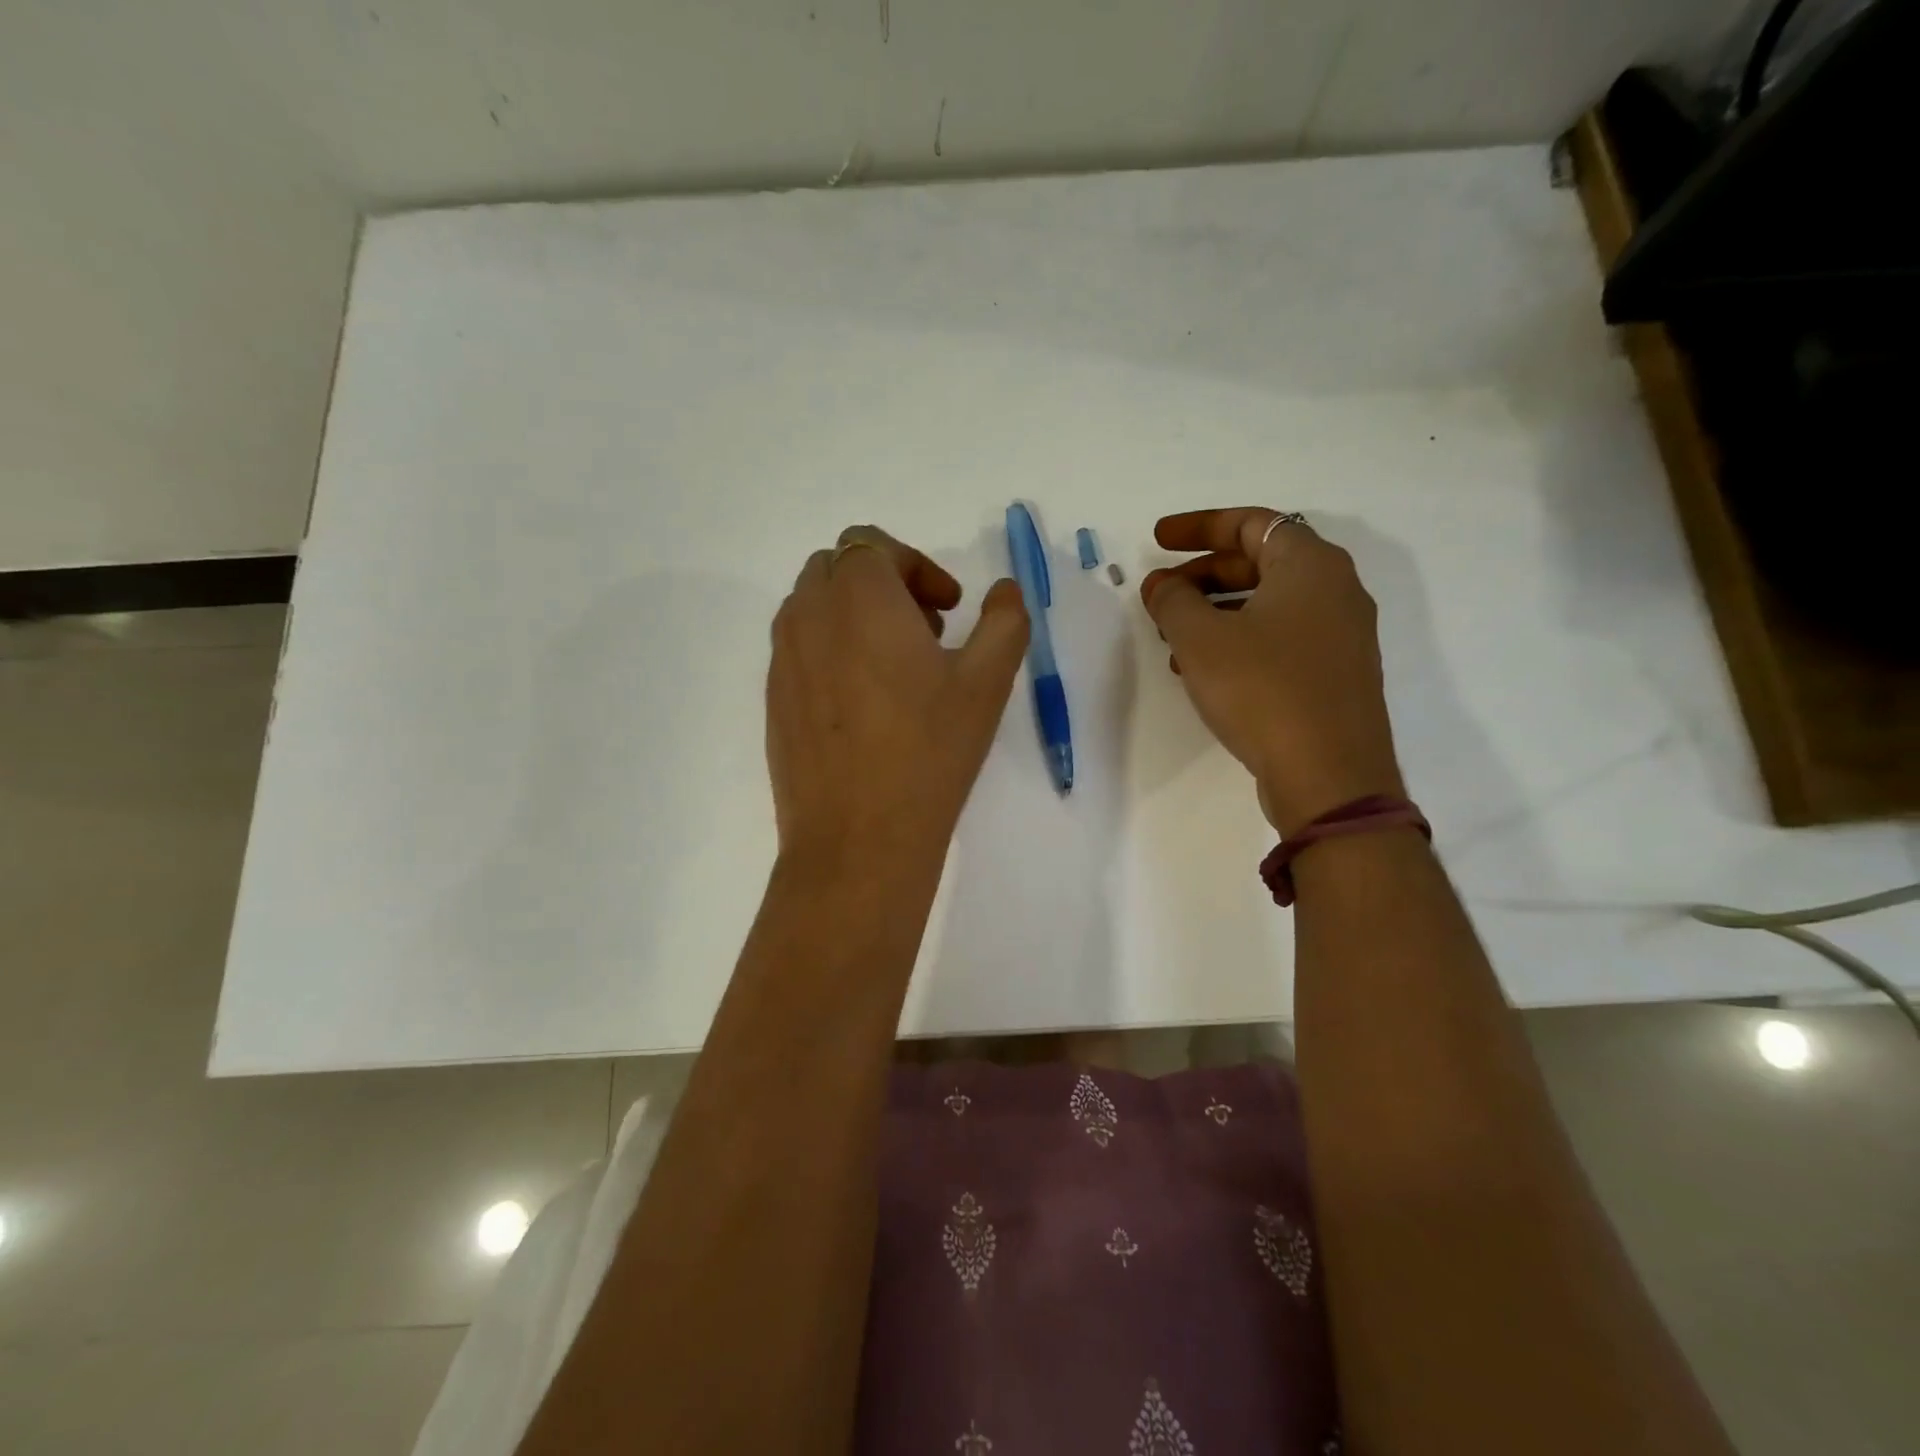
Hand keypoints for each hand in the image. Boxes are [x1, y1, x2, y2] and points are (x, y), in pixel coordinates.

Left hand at [767, 526, 1028, 865]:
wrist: (857, 838)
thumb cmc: (928, 752)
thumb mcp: (986, 683)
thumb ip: (1004, 622)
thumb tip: (1005, 591)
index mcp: (858, 598)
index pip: (871, 544)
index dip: (916, 565)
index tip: (949, 608)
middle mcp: (809, 616)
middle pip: (837, 567)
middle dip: (884, 583)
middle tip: (926, 630)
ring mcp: (783, 659)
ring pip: (813, 606)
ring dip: (854, 614)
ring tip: (896, 666)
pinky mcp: (773, 699)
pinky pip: (799, 649)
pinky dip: (831, 649)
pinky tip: (864, 704)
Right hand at [1141, 508, 1403, 836]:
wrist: (1329, 776)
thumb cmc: (1262, 690)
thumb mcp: (1201, 639)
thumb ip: (1173, 600)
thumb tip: (1162, 584)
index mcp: (1310, 565)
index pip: (1251, 523)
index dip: (1198, 527)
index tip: (1156, 541)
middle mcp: (1336, 591)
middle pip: (1260, 563)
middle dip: (1202, 575)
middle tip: (1160, 595)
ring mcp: (1341, 636)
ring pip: (1267, 605)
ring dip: (1215, 612)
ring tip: (1172, 639)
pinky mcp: (1335, 675)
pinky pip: (1280, 639)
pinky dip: (1239, 641)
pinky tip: (1203, 671)